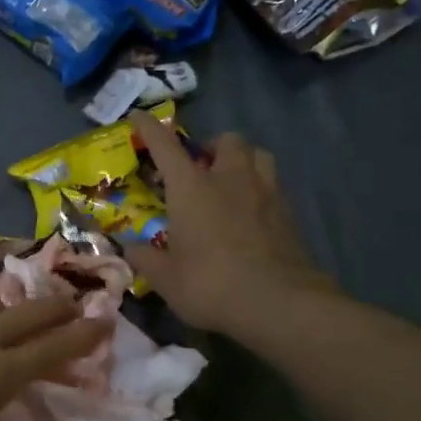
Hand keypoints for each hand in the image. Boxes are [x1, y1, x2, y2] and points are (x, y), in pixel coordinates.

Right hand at [125, 109, 338, 336]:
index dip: (149, 127)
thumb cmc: (211, 284)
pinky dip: (260, 191)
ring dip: (243, 161)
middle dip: (212, 146)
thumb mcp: (165, 278)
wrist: (279, 304)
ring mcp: (266, 193)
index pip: (165, 145)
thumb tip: (130, 248)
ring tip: (231, 183)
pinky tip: (252, 215)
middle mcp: (230, 179)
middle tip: (201, 168)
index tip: (139, 117)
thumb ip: (145, 259)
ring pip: (259, 155)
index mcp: (192, 187)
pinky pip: (274, 187)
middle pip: (227, 140)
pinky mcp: (290, 214)